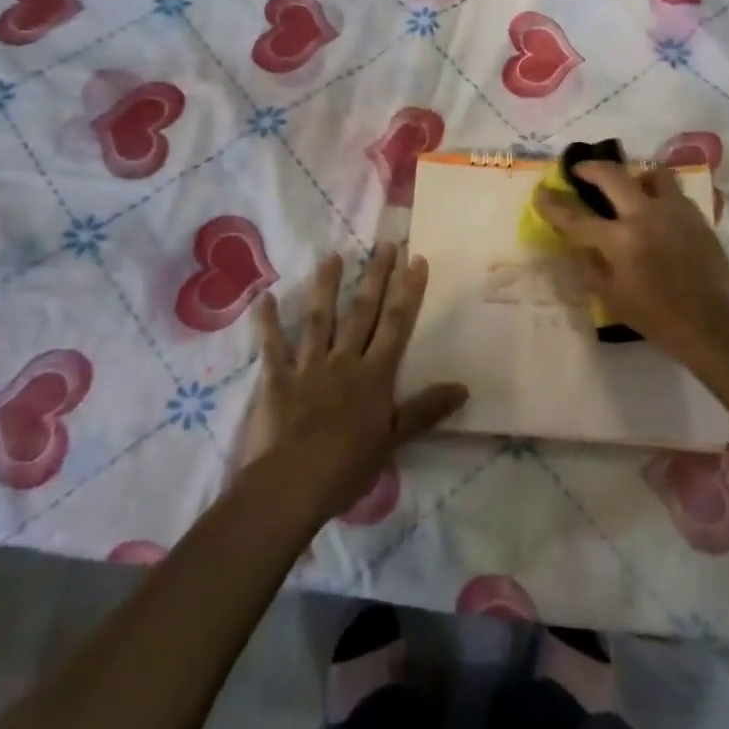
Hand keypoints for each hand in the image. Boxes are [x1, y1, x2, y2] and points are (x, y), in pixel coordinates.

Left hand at [242, 243, 467, 517]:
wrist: (293, 484)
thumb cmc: (348, 466)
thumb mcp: (395, 441)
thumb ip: (426, 410)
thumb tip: (464, 387)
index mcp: (374, 375)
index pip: (396, 325)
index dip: (408, 292)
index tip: (416, 260)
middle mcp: (344, 361)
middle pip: (362, 313)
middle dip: (375, 277)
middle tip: (384, 244)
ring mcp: (309, 367)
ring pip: (320, 320)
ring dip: (327, 287)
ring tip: (333, 256)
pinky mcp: (277, 380)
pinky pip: (273, 347)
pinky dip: (268, 323)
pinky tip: (264, 297)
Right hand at [534, 161, 728, 365]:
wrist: (714, 323)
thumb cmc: (658, 318)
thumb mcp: (612, 299)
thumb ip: (592, 267)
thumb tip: (579, 246)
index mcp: (620, 240)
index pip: (575, 217)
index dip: (553, 204)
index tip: (541, 192)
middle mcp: (645, 215)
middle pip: (612, 175)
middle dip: (590, 168)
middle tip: (580, 170)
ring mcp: (674, 211)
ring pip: (651, 173)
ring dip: (634, 176)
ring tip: (629, 188)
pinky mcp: (696, 215)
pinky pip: (673, 193)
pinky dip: (658, 195)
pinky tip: (656, 212)